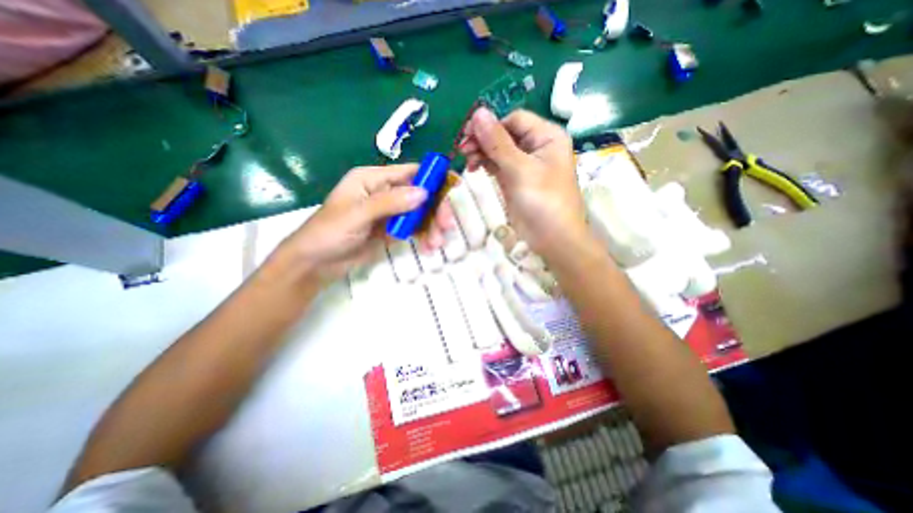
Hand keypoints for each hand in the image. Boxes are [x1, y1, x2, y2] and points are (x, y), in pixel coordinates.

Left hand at [275, 164, 452, 279]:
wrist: (315, 263)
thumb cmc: (329, 232)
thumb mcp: (358, 214)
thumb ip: (390, 203)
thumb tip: (424, 193)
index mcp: (372, 179)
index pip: (409, 172)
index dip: (432, 177)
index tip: (454, 186)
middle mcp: (384, 192)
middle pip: (419, 195)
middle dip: (434, 209)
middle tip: (446, 226)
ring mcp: (389, 212)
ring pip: (418, 214)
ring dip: (430, 227)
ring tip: (436, 244)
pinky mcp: (391, 230)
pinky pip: (412, 229)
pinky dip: (423, 237)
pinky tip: (429, 247)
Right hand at [461, 107, 588, 255]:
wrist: (552, 239)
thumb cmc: (543, 202)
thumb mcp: (520, 170)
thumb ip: (498, 143)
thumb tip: (478, 113)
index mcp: (547, 137)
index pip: (514, 120)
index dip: (491, 125)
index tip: (467, 135)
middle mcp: (537, 147)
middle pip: (505, 134)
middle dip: (483, 140)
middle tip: (461, 149)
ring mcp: (525, 165)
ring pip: (499, 150)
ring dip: (482, 152)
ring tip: (467, 160)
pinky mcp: (516, 180)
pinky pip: (498, 165)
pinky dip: (486, 164)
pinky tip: (474, 168)